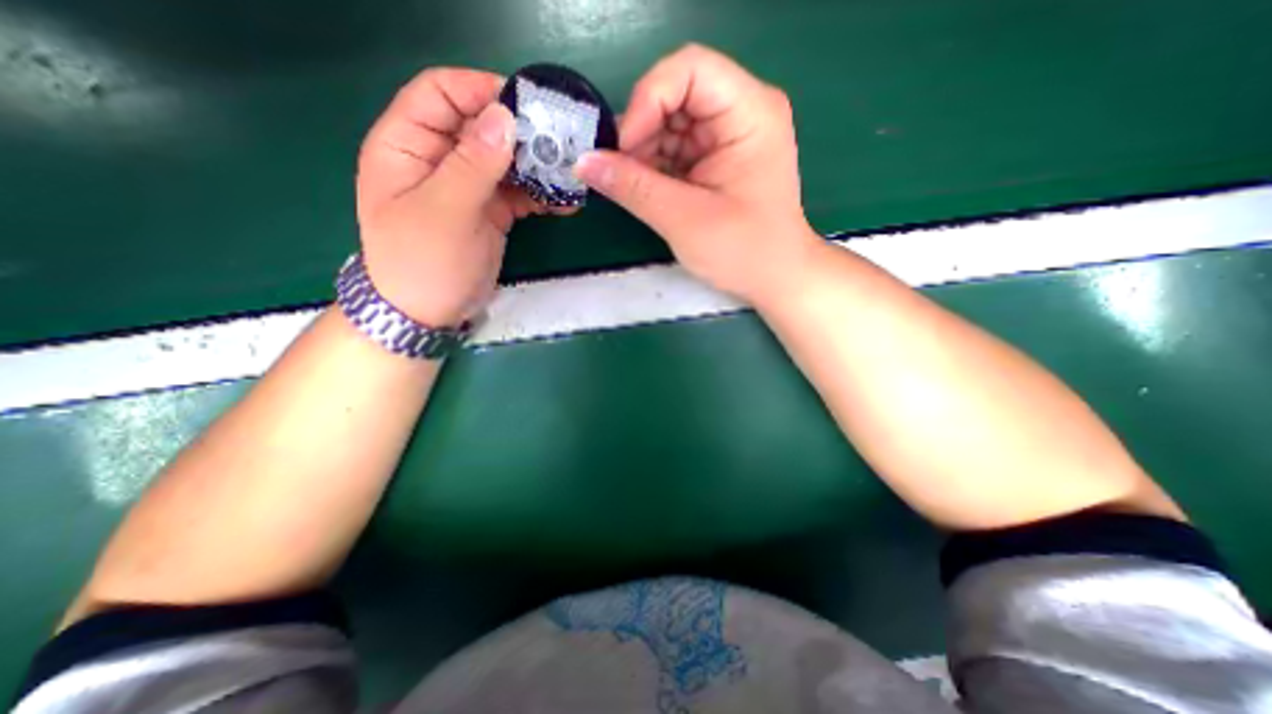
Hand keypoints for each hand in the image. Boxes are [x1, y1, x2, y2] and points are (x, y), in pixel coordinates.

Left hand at [354, 66, 542, 324]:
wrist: (430, 314)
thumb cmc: (423, 263)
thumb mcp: (445, 212)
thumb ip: (473, 164)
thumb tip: (504, 116)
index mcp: (408, 145)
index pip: (440, 93)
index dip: (480, 90)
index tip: (524, 104)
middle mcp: (439, 159)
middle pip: (481, 126)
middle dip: (519, 131)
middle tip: (559, 141)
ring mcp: (468, 187)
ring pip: (505, 161)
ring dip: (536, 165)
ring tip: (568, 173)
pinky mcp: (491, 211)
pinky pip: (518, 193)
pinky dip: (541, 195)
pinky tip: (564, 202)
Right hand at [574, 43, 820, 300]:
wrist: (773, 279)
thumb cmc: (742, 251)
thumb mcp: (684, 219)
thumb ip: (633, 187)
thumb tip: (583, 162)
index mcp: (750, 112)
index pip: (689, 70)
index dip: (648, 100)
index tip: (623, 148)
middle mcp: (741, 112)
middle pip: (676, 95)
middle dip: (641, 132)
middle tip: (619, 173)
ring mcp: (728, 137)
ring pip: (670, 124)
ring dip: (644, 153)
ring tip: (633, 188)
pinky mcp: (716, 160)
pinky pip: (675, 150)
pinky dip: (654, 168)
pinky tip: (646, 191)